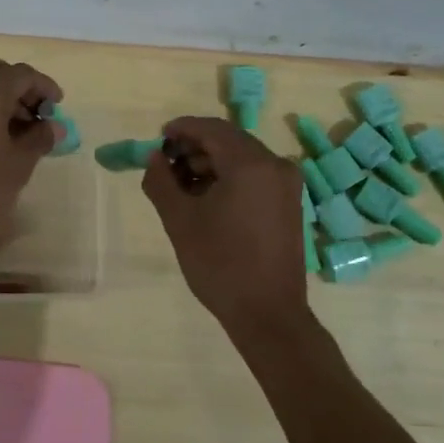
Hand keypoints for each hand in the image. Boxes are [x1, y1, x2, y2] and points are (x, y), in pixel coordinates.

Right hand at [143, 116, 310, 334]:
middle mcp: (275, 165)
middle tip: (165, 165)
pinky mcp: (289, 203)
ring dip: (210, 163)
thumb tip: (154, 158)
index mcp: (251, 164)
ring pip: (242, 158)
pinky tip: (206, 198)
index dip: (182, 129)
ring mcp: (286, 185)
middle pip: (229, 141)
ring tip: (181, 185)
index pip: (212, 129)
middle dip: (194, 147)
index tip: (158, 139)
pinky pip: (255, 175)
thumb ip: (161, 181)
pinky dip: (229, 177)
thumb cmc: (220, 263)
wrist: (267, 313)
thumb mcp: (179, 220)